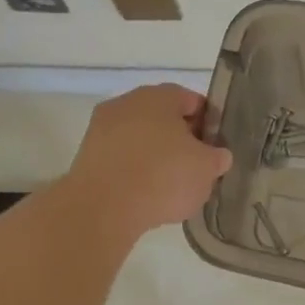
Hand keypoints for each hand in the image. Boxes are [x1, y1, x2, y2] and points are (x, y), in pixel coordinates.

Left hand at [63, 84, 232, 239]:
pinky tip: (145, 195)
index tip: (216, 149)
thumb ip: (217, 157)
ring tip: (170, 187)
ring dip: (155, 156)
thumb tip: (217, 155)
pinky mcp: (86, 156)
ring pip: (140, 139)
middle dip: (181, 140)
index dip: (208, 124)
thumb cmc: (163, 177)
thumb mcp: (206, 168)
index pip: (192, 101)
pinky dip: (134, 172)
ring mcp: (102, 129)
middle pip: (163, 118)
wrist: (102, 209)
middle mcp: (127, 103)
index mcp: (159, 96)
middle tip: (196, 168)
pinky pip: (121, 159)